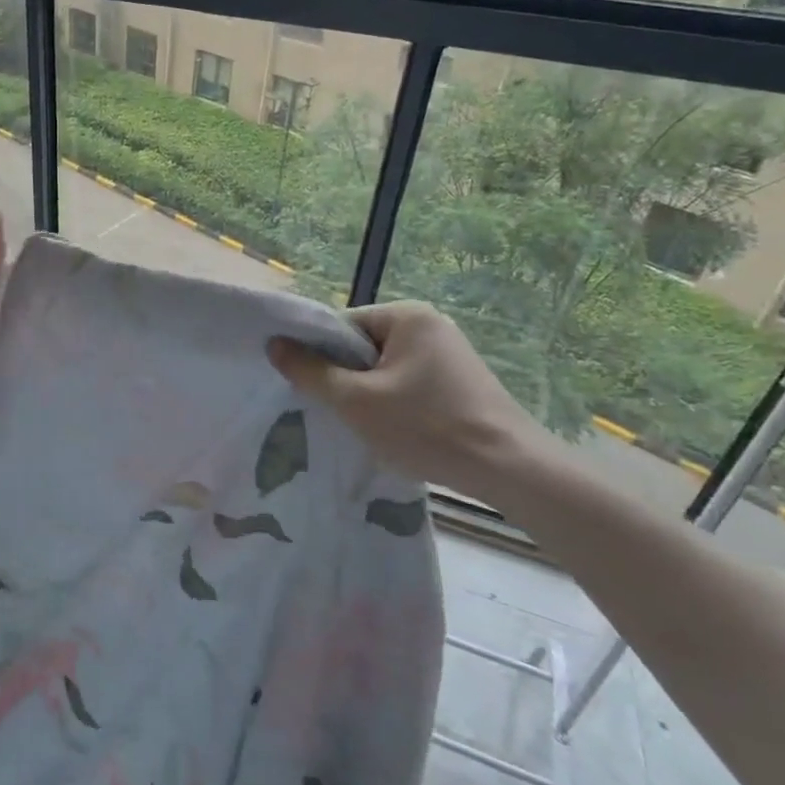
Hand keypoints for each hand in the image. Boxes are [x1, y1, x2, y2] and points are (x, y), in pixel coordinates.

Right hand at [269, 302, 543, 495]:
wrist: (509, 468)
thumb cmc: (427, 427)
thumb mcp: (356, 401)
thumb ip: (310, 371)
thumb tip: (274, 344)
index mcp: (407, 315)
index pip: (343, 327)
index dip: (321, 357)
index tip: (315, 390)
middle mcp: (431, 324)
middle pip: (364, 347)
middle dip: (347, 379)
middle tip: (339, 412)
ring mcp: (451, 353)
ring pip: (386, 369)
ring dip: (370, 395)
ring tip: (368, 426)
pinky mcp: (462, 381)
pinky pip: (410, 384)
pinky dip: (396, 404)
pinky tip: (397, 432)